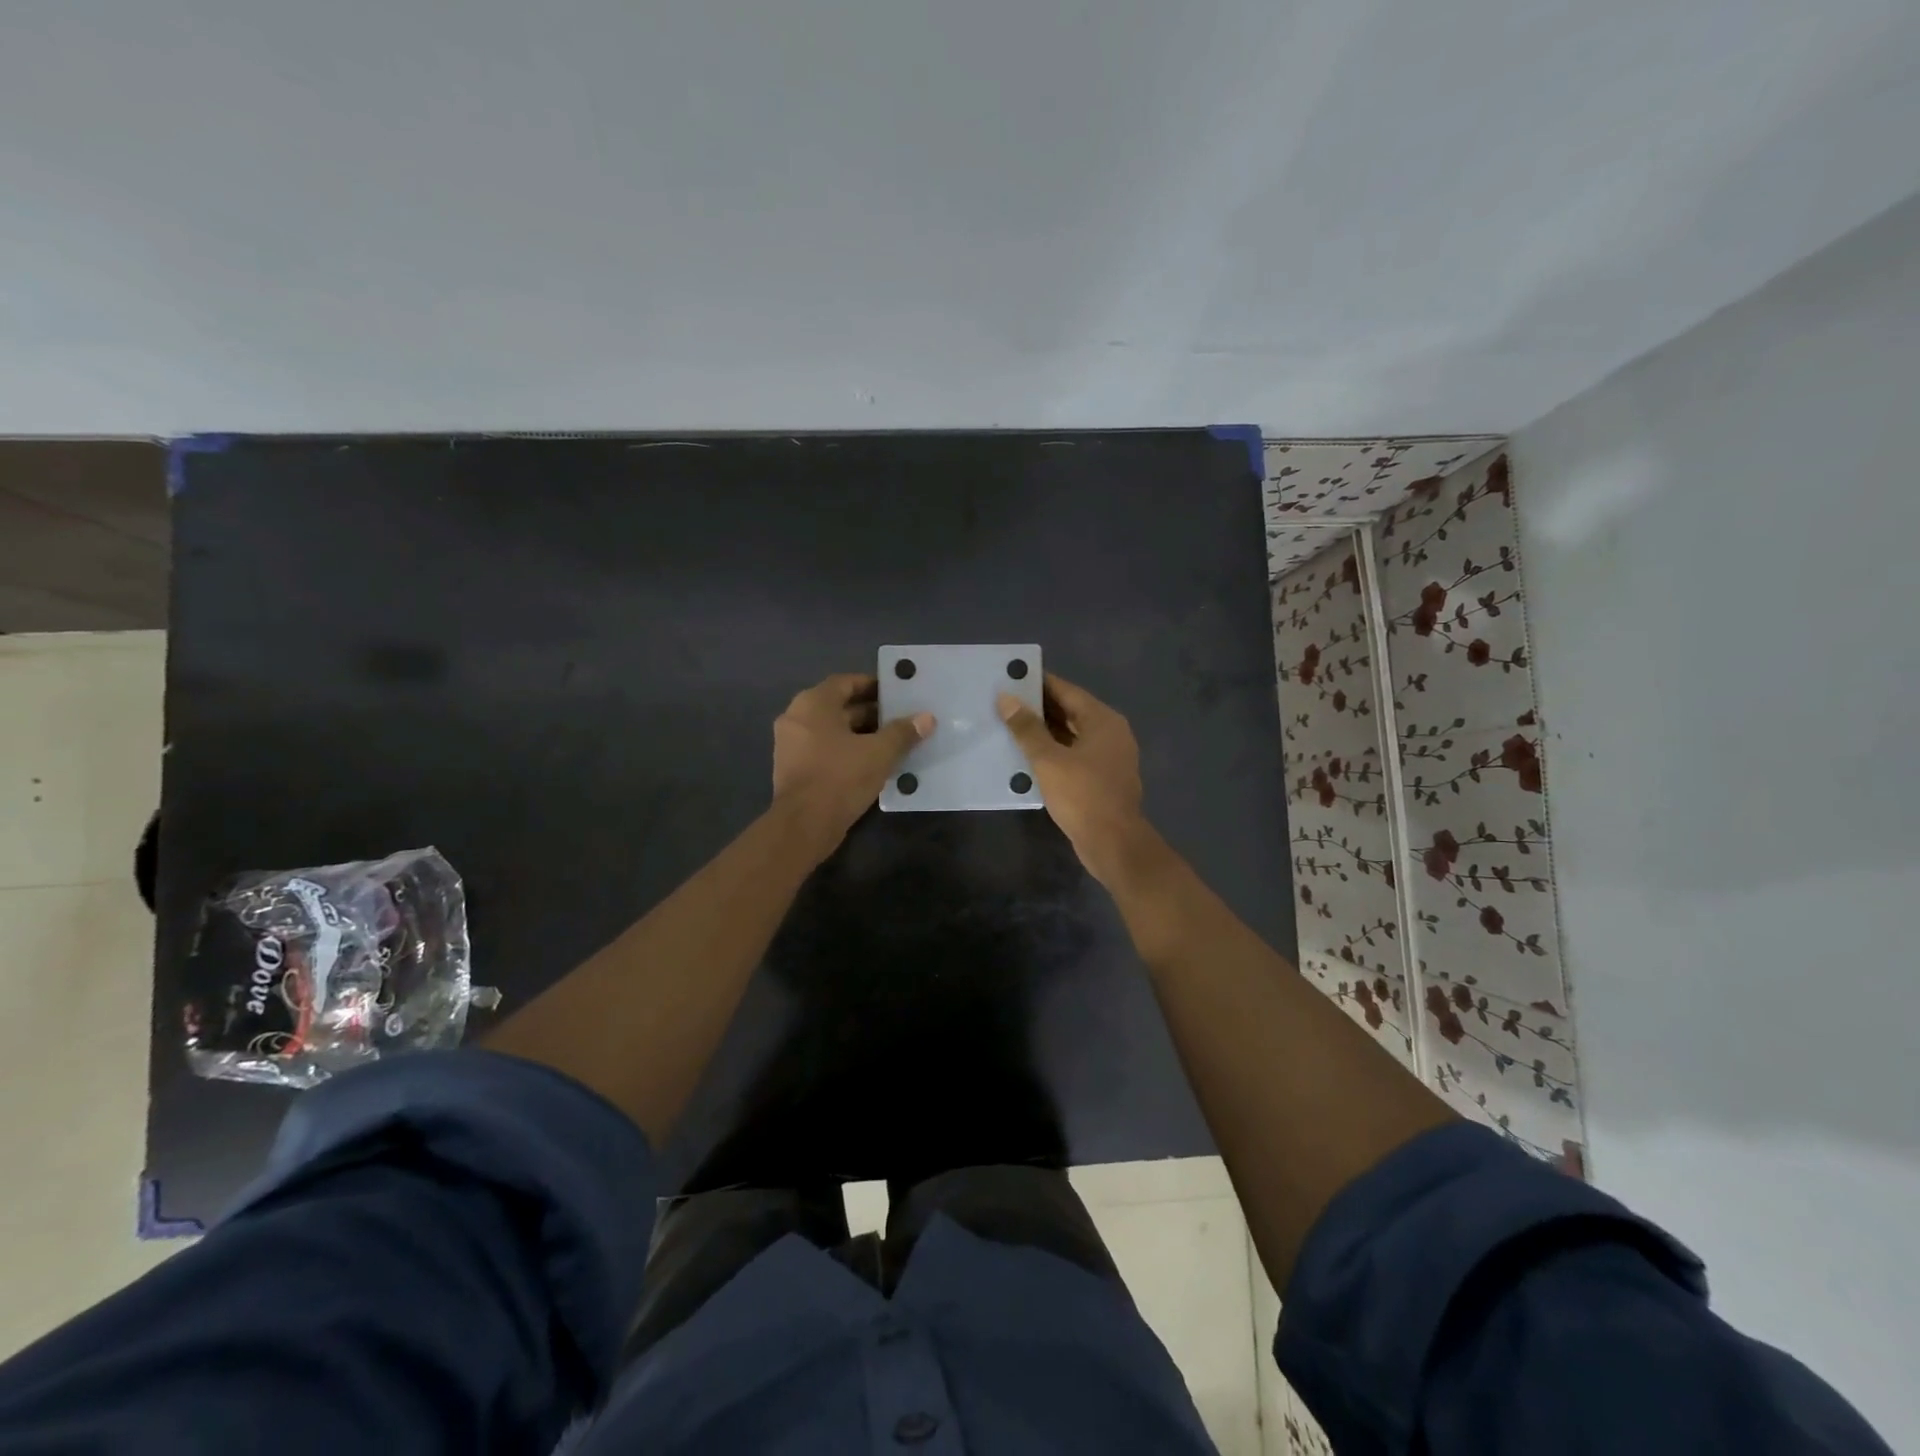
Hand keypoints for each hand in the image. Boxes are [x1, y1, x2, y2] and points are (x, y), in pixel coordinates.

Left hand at [772, 673, 933, 857]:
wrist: (804, 825)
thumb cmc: (840, 778)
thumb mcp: (879, 753)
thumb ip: (903, 733)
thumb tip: (927, 718)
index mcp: (813, 703)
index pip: (846, 682)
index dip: (872, 686)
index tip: (896, 695)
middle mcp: (796, 717)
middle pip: (838, 706)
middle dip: (870, 713)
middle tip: (900, 720)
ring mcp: (791, 744)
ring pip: (832, 730)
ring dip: (860, 734)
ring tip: (892, 742)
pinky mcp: (793, 768)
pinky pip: (824, 750)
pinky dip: (846, 751)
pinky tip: (871, 763)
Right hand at [998, 674, 1149, 886]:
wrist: (1113, 843)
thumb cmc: (1083, 796)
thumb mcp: (1048, 760)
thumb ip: (1027, 728)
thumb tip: (1006, 698)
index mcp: (1103, 721)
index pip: (1067, 691)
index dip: (1039, 683)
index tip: (1012, 677)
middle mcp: (1110, 733)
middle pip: (1070, 712)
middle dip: (1039, 708)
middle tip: (1004, 701)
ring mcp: (1108, 757)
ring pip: (1071, 735)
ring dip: (1044, 732)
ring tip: (1009, 725)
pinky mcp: (1101, 779)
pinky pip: (1073, 756)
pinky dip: (1053, 752)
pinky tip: (1027, 756)